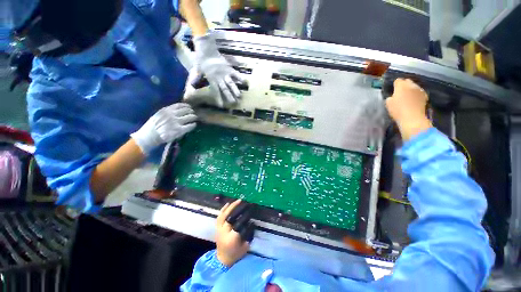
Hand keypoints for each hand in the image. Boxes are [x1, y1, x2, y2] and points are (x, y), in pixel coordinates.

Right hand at [130, 103, 196, 154]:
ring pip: (190, 117)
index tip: (189, 107)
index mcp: (166, 110)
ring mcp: (176, 122)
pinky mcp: (180, 130)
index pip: (180, 105)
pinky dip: (193, 124)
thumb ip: (168, 112)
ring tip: (195, 118)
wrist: (149, 136)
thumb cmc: (153, 126)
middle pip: (187, 110)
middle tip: (194, 114)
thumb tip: (179, 110)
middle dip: (192, 112)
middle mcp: (172, 114)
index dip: (187, 106)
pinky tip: (194, 125)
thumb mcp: (158, 114)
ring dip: (194, 117)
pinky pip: (190, 125)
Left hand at [193, 32, 245, 106]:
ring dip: (235, 89)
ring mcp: (225, 73)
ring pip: (231, 83)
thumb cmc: (201, 59)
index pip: (216, 91)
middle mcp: (219, 78)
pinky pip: (235, 73)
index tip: (222, 106)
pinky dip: (240, 77)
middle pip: (225, 89)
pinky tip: (245, 82)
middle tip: (234, 103)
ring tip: (239, 96)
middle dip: (229, 96)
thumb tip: (192, 85)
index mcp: (212, 79)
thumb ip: (197, 77)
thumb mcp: (197, 69)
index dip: (219, 98)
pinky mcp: (229, 68)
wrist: (206, 48)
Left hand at [215, 200, 254, 266]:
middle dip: (237, 208)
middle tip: (243, 202)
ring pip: (223, 215)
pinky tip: (228, 204)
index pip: (238, 224)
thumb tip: (251, 222)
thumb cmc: (236, 254)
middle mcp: (224, 232)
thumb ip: (248, 234)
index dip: (244, 216)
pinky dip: (223, 209)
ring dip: (231, 207)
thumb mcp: (245, 246)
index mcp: (232, 238)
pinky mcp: (217, 228)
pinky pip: (219, 216)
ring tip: (237, 201)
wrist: (222, 260)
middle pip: (230, 217)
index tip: (250, 210)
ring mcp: (219, 229)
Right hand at [385, 79, 431, 140]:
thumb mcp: (388, 104)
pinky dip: (416, 95)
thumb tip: (393, 96)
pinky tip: (413, 101)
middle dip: (404, 85)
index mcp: (401, 85)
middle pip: (407, 81)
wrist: (412, 118)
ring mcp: (420, 90)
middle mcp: (412, 85)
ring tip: (407, 97)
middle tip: (399, 93)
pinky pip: (419, 92)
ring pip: (414, 86)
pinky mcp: (425, 96)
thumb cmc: (398, 110)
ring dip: (410, 90)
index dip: (395, 85)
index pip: (397, 80)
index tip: (393, 90)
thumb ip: (390, 97)